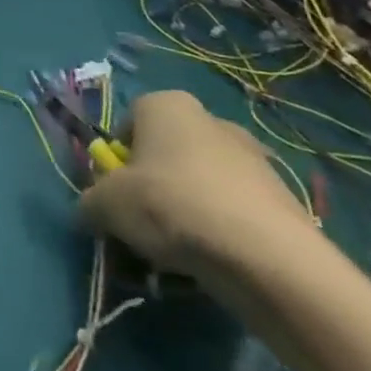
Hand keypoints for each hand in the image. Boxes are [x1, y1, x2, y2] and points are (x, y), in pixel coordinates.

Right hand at [78, 89, 313, 283]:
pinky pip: (232, 211)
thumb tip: (90, 211)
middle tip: (141, 228)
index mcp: (165, 104)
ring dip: (184, 214)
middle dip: (151, 189)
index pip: (126, 124)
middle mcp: (209, 118)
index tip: (114, 197)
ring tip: (176, 258)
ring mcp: (251, 157)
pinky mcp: (280, 198)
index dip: (116, 162)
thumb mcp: (107, 205)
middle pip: (164, 155)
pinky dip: (219, 233)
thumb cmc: (172, 206)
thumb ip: (89, 202)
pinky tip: (212, 266)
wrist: (267, 256)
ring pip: (199, 185)